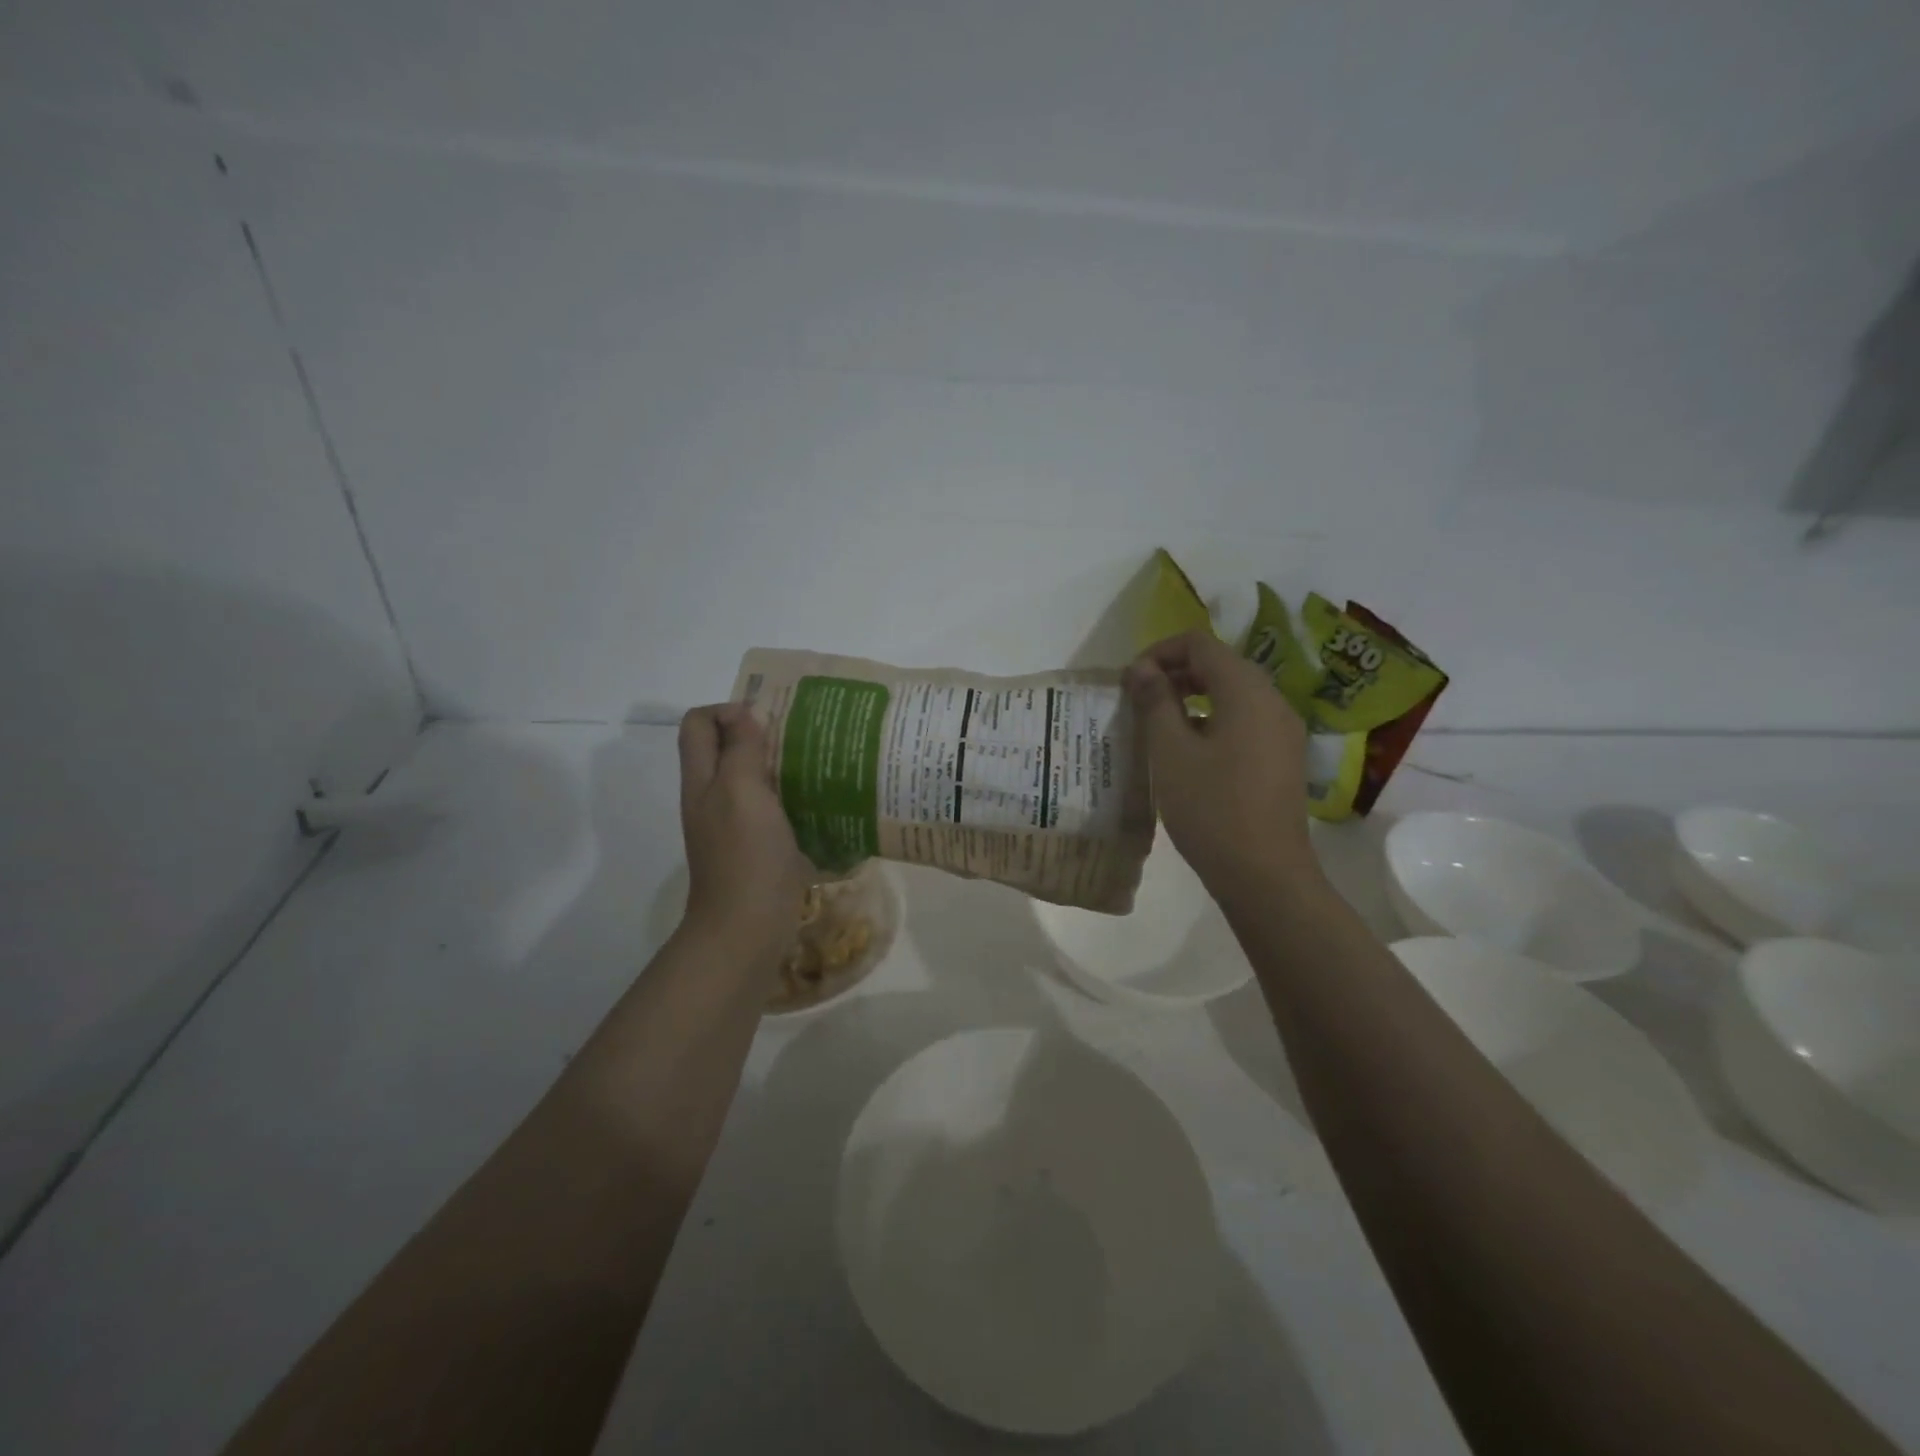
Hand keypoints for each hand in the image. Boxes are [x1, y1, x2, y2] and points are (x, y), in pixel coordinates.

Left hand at [677, 704, 809, 952]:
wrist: (747, 928)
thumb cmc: (745, 856)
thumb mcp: (741, 791)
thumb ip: (741, 749)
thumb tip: (747, 713)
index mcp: (702, 779)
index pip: (699, 723)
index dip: (728, 710)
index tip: (768, 721)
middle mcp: (712, 797)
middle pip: (724, 748)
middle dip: (758, 733)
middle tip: (799, 737)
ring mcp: (734, 824)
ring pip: (750, 777)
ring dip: (778, 764)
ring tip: (815, 762)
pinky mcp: (757, 846)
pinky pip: (770, 807)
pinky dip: (790, 796)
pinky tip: (819, 800)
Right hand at [1125, 631, 1318, 900]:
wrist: (1265, 875)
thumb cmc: (1211, 808)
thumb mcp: (1171, 752)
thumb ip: (1155, 702)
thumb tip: (1142, 668)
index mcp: (1246, 691)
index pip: (1200, 644)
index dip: (1160, 651)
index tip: (1130, 680)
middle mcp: (1272, 701)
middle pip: (1220, 664)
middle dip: (1175, 672)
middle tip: (1138, 698)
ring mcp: (1282, 730)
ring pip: (1233, 692)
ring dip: (1192, 696)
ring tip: (1157, 722)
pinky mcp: (1282, 757)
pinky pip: (1244, 719)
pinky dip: (1212, 718)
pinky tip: (1188, 749)